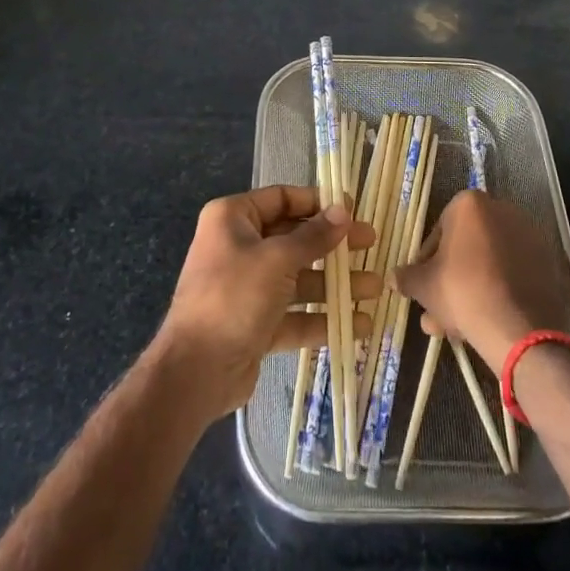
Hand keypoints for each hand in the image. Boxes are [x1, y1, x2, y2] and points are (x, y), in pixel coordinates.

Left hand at [155, 185, 378, 419]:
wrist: (194, 372)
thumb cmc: (233, 297)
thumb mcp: (277, 260)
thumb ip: (313, 237)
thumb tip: (343, 211)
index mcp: (233, 218)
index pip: (282, 198)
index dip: (317, 202)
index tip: (352, 209)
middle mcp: (239, 247)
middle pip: (295, 238)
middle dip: (333, 245)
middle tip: (371, 244)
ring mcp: (248, 287)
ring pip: (299, 278)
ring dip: (335, 285)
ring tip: (375, 289)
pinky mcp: (256, 323)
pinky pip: (294, 313)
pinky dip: (322, 318)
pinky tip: (357, 325)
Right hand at [395, 190, 569, 371]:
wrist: (518, 327)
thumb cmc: (462, 291)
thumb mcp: (424, 286)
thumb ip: (406, 277)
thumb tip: (393, 277)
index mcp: (469, 204)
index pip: (438, 232)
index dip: (427, 263)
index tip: (423, 287)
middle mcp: (500, 210)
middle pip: (465, 249)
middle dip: (448, 282)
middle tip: (437, 313)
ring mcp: (527, 236)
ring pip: (487, 264)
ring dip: (469, 291)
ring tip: (455, 328)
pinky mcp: (545, 262)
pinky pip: (510, 274)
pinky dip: (496, 292)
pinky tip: (484, 322)